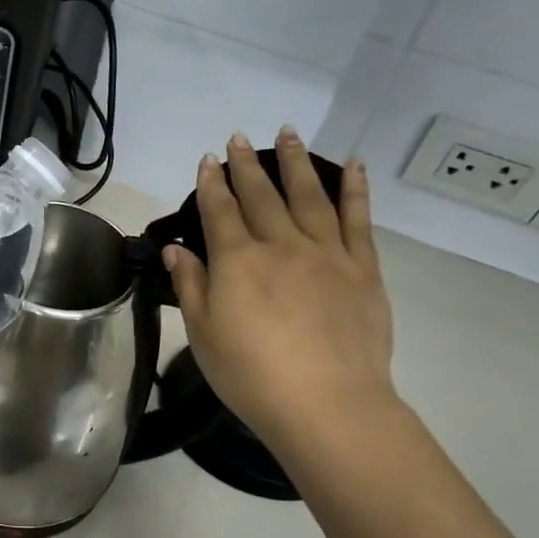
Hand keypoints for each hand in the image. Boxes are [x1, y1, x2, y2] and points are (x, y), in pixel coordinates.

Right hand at [163, 127, 395, 453]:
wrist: (327, 403)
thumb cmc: (251, 376)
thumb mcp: (203, 336)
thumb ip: (191, 287)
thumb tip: (176, 249)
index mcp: (237, 262)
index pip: (219, 211)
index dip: (211, 184)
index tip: (207, 160)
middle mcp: (281, 245)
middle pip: (261, 196)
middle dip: (247, 166)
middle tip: (240, 138)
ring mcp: (326, 253)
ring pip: (309, 196)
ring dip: (296, 163)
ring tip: (289, 134)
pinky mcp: (362, 268)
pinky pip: (358, 219)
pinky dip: (354, 189)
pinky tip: (352, 167)